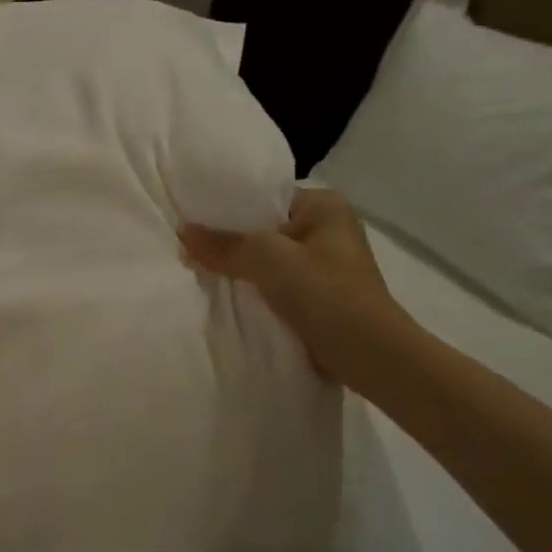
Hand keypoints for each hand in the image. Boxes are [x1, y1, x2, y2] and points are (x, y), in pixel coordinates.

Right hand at [181, 188, 412, 387]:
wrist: (368, 354)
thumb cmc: (325, 293)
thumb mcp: (268, 260)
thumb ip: (224, 245)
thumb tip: (183, 232)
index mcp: (324, 206)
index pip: (265, 197)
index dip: (227, 210)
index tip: (192, 222)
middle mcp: (327, 229)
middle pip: (263, 229)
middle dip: (229, 242)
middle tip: (189, 250)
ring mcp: (323, 265)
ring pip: (266, 259)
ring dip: (240, 269)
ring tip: (199, 272)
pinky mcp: (318, 295)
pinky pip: (274, 283)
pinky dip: (253, 289)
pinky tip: (226, 296)